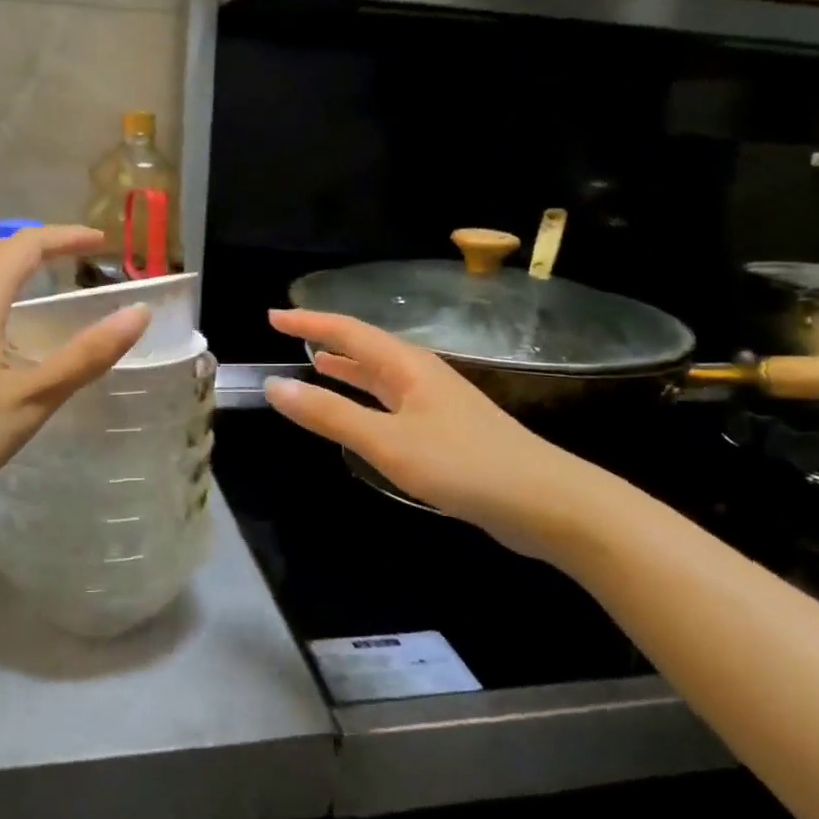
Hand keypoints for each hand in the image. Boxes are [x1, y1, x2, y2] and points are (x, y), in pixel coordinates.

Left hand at [0, 226, 148, 554]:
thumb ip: (87, 355)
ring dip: (13, 269)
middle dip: (41, 247)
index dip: (66, 236)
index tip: (101, 242)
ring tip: (46, 287)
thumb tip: (138, 314)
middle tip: (79, 260)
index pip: (26, 243)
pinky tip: (1, 330)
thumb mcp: (31, 399)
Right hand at [263, 308, 628, 561]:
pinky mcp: (445, 431)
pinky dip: (366, 398)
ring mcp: (436, 403)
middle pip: (365, 347)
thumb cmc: (464, 465)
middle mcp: (421, 375)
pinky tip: (360, 413)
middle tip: (289, 334)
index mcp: (407, 366)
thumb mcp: (388, 442)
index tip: (272, 316)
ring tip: (315, 362)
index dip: (309, 322)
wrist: (546, 502)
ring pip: (380, 375)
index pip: (348, 332)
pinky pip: (392, 402)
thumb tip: (274, 386)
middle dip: (326, 339)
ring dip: (347, 367)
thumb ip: (330, 414)